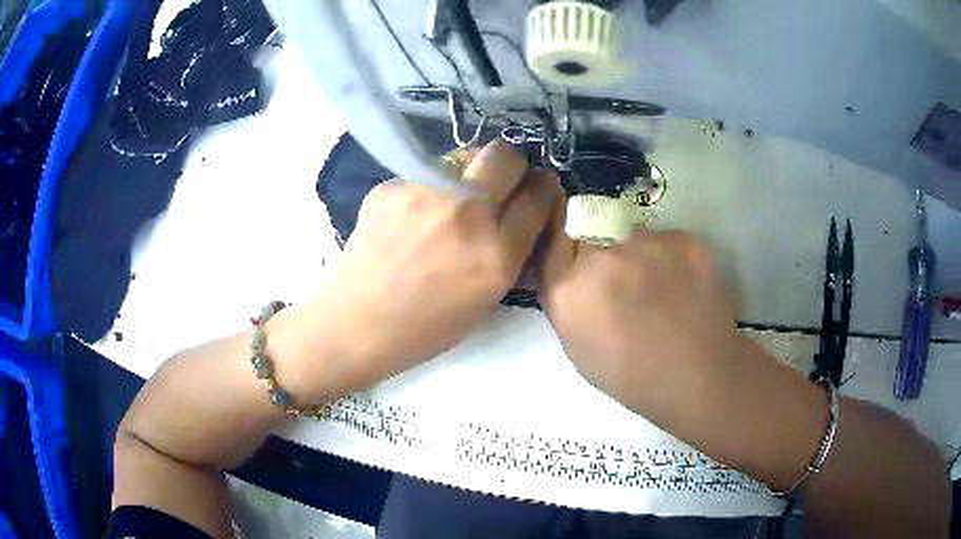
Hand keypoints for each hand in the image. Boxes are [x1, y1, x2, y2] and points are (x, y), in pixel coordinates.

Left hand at [310, 140, 558, 388]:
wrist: (361, 323)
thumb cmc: (429, 325)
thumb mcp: (490, 298)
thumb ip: (514, 250)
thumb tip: (524, 209)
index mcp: (497, 252)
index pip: (539, 194)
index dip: (543, 188)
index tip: (535, 189)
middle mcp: (466, 213)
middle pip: (506, 155)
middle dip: (512, 164)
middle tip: (500, 181)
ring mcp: (424, 193)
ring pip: (464, 154)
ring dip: (470, 170)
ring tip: (452, 198)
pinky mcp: (391, 186)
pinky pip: (425, 172)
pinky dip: (430, 187)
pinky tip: (413, 215)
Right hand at [538, 217, 744, 416]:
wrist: (700, 379)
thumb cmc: (633, 378)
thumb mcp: (578, 348)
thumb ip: (567, 301)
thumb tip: (573, 273)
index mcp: (568, 288)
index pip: (553, 240)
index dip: (565, 246)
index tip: (576, 254)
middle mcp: (602, 255)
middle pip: (591, 232)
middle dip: (600, 252)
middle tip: (623, 284)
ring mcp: (646, 242)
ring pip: (631, 235)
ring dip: (637, 255)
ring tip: (660, 291)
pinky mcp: (683, 239)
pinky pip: (665, 240)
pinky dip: (670, 259)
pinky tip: (683, 289)